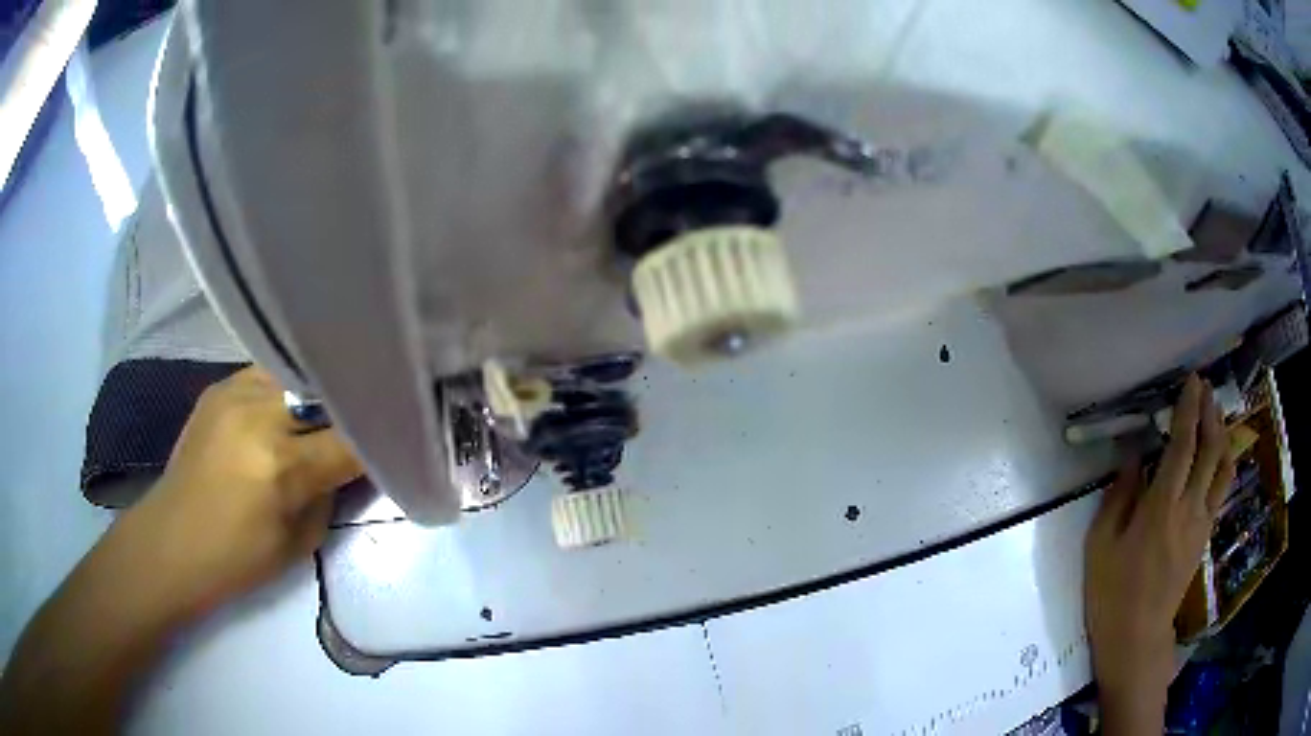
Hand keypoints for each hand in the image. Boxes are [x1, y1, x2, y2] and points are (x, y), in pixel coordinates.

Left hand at [121, 366, 362, 621]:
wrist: (170, 541)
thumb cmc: (237, 559)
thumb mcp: (299, 542)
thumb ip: (330, 495)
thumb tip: (351, 463)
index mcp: (281, 465)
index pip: (351, 439)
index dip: (381, 439)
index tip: (401, 439)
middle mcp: (259, 414)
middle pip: (326, 395)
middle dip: (351, 408)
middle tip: (370, 417)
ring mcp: (234, 391)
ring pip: (298, 374)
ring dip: (318, 393)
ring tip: (330, 408)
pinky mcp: (219, 387)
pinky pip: (268, 374)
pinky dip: (287, 388)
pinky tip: (290, 406)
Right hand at [1084, 375, 1234, 726]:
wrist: (1136, 636)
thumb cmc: (1111, 592)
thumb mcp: (1100, 545)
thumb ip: (1119, 495)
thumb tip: (1132, 456)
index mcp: (1161, 507)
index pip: (1183, 445)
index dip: (1189, 410)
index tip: (1192, 381)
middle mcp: (1189, 508)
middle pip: (1211, 450)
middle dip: (1211, 413)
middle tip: (1205, 389)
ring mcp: (1201, 523)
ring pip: (1223, 468)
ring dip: (1222, 436)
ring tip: (1216, 416)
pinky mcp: (1204, 537)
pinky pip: (1220, 490)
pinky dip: (1222, 464)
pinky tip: (1215, 457)